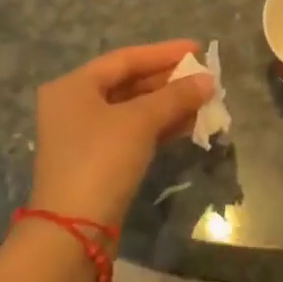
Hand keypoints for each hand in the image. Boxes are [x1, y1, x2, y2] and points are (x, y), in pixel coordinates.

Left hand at [28, 41, 213, 230]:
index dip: (164, 53)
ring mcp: (84, 136)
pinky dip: (159, 126)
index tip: (198, 49)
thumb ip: (176, 96)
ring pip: (134, 110)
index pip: (126, 59)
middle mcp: (74, 106)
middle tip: (204, 77)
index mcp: (73, 86)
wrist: (74, 232)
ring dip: (169, 105)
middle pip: (129, 83)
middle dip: (169, 81)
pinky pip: (133, 132)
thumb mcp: (141, 121)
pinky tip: (188, 125)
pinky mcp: (97, 162)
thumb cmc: (101, 160)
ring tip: (204, 100)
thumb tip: (209, 80)